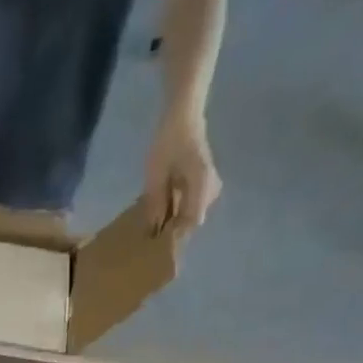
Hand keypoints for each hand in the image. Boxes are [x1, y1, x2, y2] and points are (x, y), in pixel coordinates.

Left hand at [143, 116, 220, 234]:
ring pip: (190, 214)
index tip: (156, 246)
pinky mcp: (204, 183)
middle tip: (150, 240)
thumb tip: (152, 230)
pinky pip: (190, 204)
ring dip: (173, 221)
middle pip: (191, 220)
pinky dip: (176, 210)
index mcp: (203, 185)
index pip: (191, 222)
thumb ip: (155, 203)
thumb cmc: (168, 141)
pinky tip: (161, 212)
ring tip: (153, 227)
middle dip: (172, 230)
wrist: (183, 115)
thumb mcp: (156, 175)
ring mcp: (210, 185)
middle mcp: (211, 188)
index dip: (174, 237)